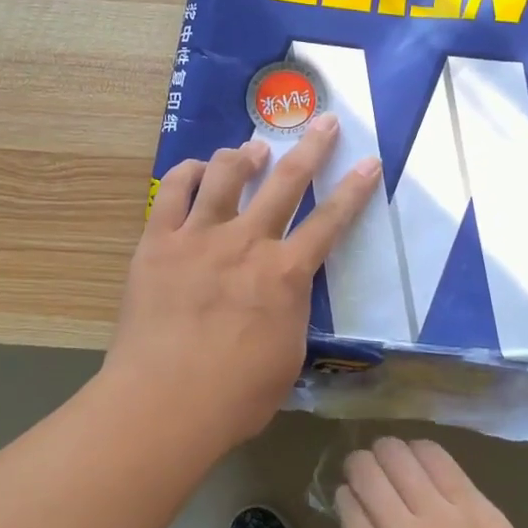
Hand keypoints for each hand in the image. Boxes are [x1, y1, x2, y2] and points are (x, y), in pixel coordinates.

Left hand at [105, 116, 381, 446]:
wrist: (163, 404)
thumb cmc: (235, 396)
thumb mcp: (287, 357)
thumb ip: (291, 313)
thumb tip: (286, 292)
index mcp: (286, 274)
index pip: (330, 222)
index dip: (354, 190)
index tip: (369, 161)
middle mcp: (247, 243)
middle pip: (286, 182)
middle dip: (311, 148)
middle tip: (325, 122)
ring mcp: (199, 237)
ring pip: (226, 175)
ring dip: (246, 155)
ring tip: (254, 149)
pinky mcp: (158, 242)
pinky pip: (174, 191)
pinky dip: (190, 172)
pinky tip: (199, 170)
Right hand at [338, 438, 527, 527]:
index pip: (347, 510)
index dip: (346, 495)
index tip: (351, 494)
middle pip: (366, 474)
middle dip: (359, 464)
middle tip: (365, 468)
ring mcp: (440, 516)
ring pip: (397, 456)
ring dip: (387, 451)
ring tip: (391, 455)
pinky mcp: (474, 503)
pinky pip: (437, 459)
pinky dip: (421, 450)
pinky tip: (420, 454)